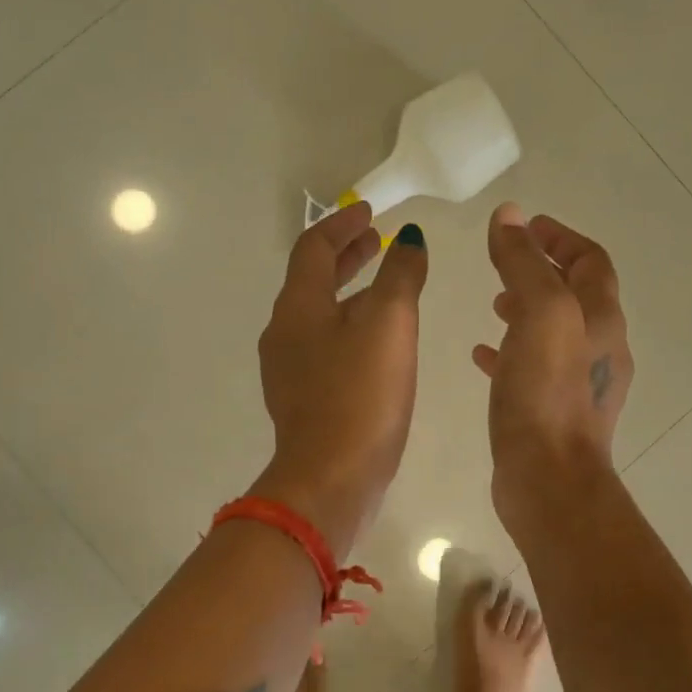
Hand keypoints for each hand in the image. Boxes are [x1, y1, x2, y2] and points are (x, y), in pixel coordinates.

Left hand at [254, 203, 428, 555]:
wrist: (329, 479)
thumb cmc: (360, 395)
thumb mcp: (389, 325)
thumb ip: (400, 276)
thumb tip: (408, 239)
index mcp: (297, 306)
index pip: (313, 247)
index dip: (342, 225)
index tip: (370, 212)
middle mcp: (283, 332)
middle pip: (312, 279)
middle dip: (346, 256)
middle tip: (377, 240)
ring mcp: (288, 369)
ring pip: (318, 314)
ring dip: (349, 291)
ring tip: (385, 287)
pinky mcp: (303, 399)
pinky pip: (324, 346)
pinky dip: (349, 326)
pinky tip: (376, 342)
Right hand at [473, 203, 632, 538]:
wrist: (550, 481)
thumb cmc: (546, 394)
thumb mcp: (538, 315)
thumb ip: (523, 263)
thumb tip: (510, 214)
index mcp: (602, 319)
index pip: (590, 261)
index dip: (559, 237)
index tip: (525, 226)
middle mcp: (600, 348)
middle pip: (575, 294)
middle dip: (541, 271)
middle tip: (503, 262)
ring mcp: (579, 383)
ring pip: (554, 331)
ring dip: (526, 309)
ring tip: (492, 303)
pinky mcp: (553, 411)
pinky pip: (533, 367)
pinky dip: (510, 349)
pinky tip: (481, 354)